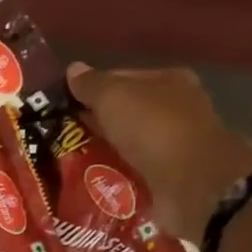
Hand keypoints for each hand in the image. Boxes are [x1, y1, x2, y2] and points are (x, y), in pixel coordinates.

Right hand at [66, 62, 251, 243]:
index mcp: (168, 80)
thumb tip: (72, 69)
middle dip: (95, 124)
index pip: (121, 79)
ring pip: (126, 144)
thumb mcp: (114, 97)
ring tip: (69, 164)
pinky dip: (114, 176)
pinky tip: (92, 183)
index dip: (90, 91)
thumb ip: (92, 85)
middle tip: (61, 139)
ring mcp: (174, 144)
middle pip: (124, 113)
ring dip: (102, 153)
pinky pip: (132, 171)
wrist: (190, 182)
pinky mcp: (169, 176)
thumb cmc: (153, 128)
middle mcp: (175, 108)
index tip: (61, 108)